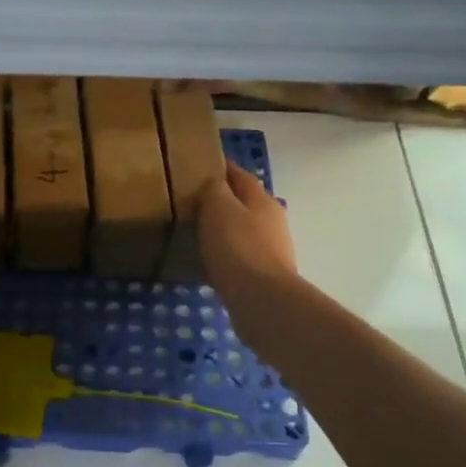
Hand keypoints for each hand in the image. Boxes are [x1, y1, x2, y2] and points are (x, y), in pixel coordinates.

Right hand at [197, 162, 298, 322]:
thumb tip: (212, 185)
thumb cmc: (237, 246)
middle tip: (193, 204)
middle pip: (244, 203)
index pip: (240, 175)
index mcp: (261, 199)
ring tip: (198, 234)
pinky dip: (226, 254)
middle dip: (222, 201)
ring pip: (243, 230)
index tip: (200, 167)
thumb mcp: (218, 207)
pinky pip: (240, 256)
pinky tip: (210, 262)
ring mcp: (272, 249)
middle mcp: (272, 220)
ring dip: (224, 230)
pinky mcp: (265, 275)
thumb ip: (213, 190)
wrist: (261, 299)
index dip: (221, 168)